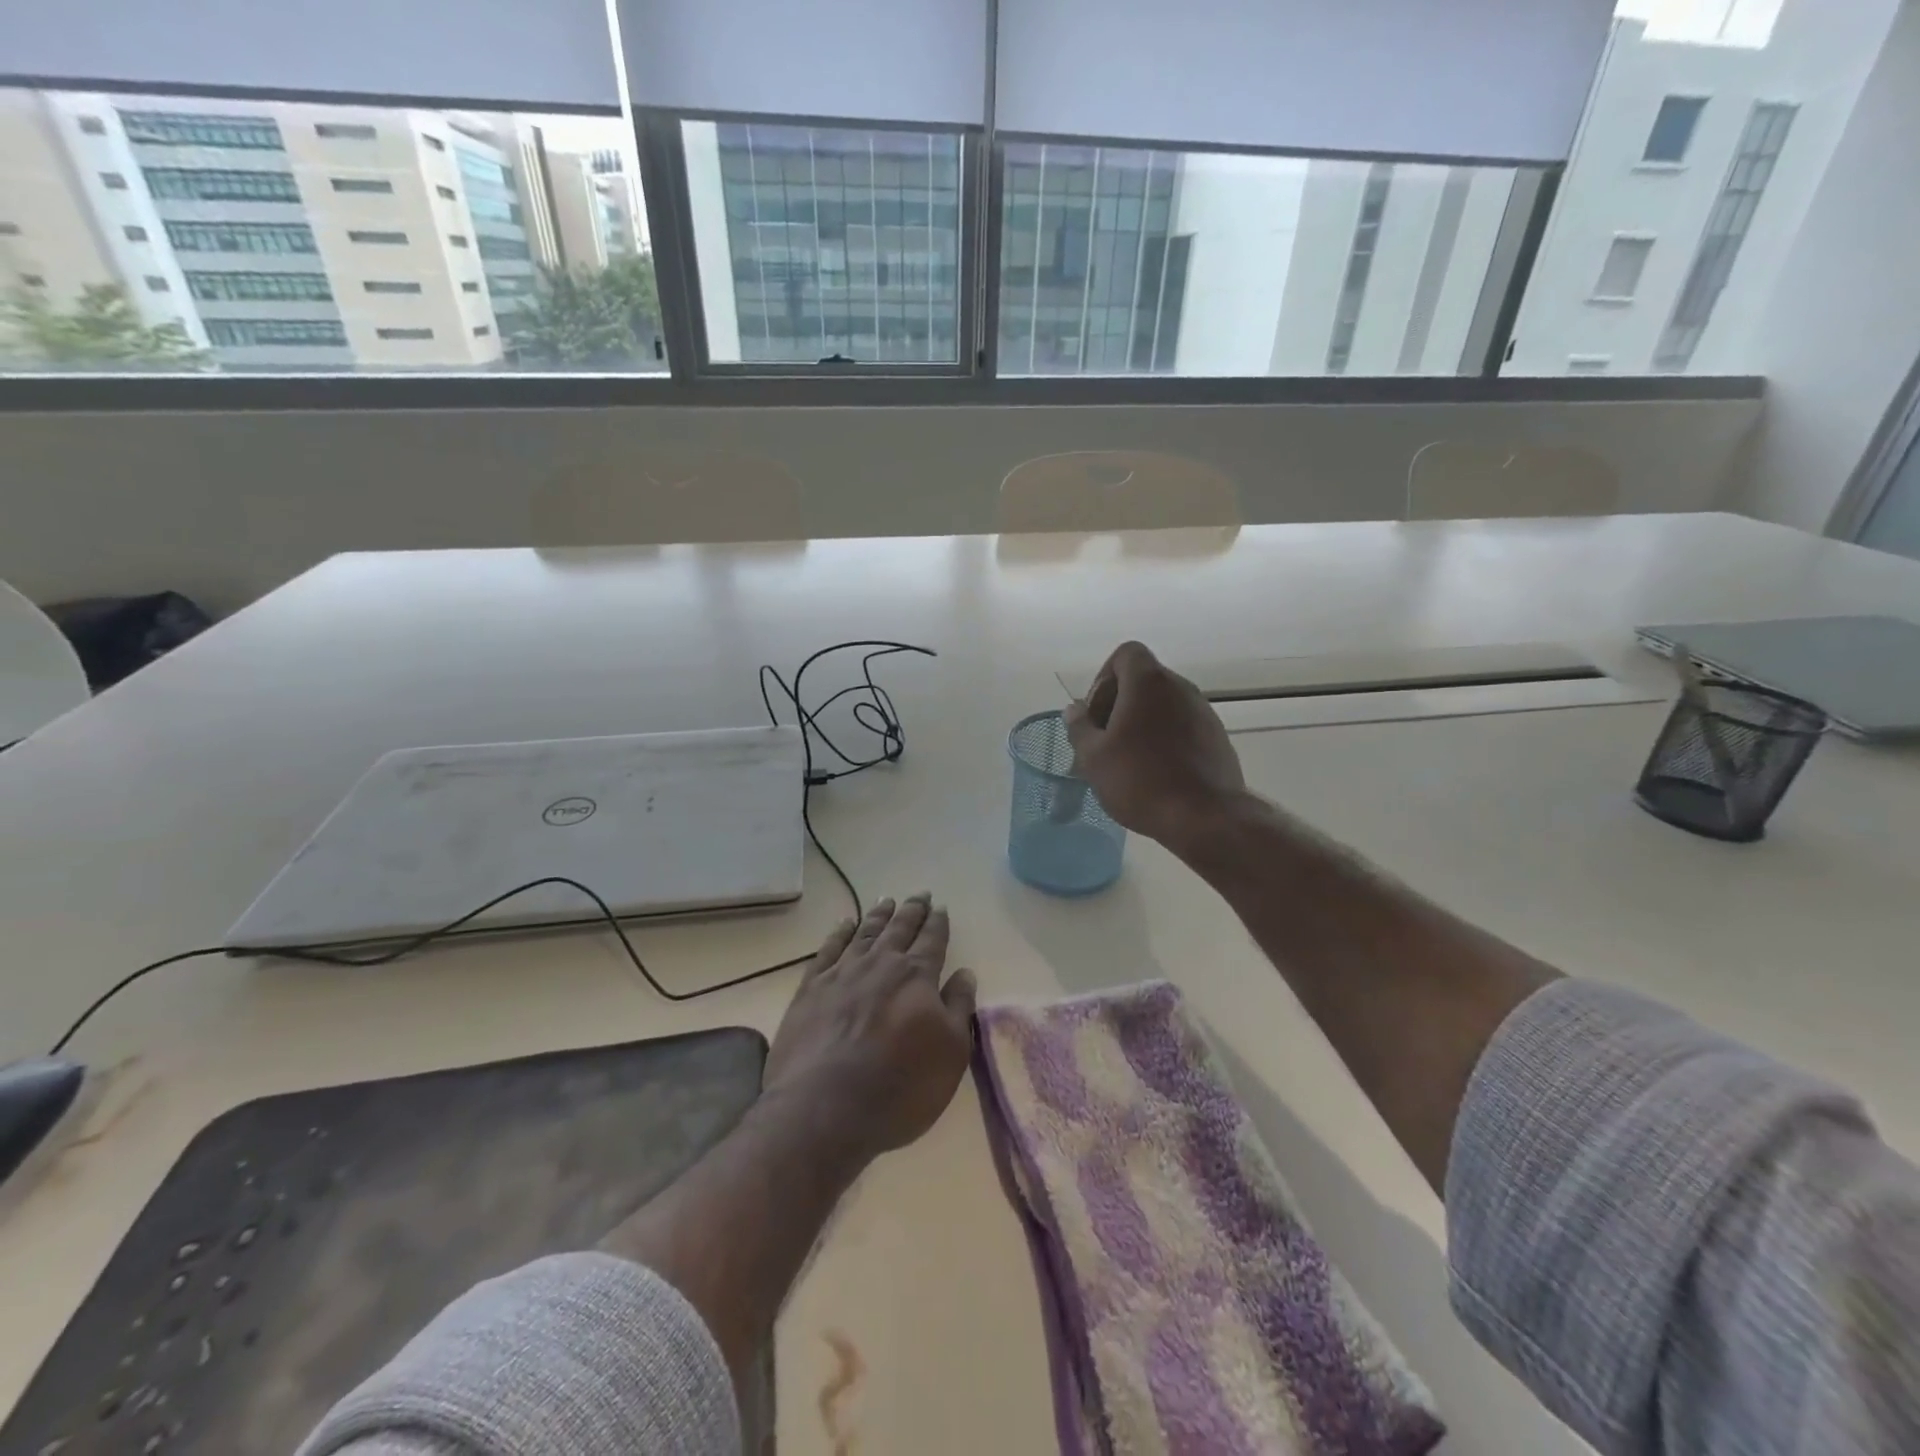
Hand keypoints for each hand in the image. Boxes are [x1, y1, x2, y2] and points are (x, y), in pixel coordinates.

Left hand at [762, 894, 976, 1165]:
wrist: (824, 1108)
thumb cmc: (900, 1086)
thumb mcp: (950, 1053)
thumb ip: (958, 1008)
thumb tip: (965, 973)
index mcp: (917, 976)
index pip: (932, 940)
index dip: (938, 923)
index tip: (941, 907)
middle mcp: (880, 964)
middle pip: (899, 928)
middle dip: (912, 910)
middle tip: (920, 894)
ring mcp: (842, 973)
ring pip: (865, 932)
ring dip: (878, 915)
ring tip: (886, 900)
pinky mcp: (810, 989)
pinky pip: (828, 949)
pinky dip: (839, 933)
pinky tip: (844, 924)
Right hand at [1065, 641, 1246, 848]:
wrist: (1204, 817)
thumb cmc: (1140, 780)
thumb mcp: (1093, 757)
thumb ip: (1079, 727)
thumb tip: (1075, 710)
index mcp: (1149, 683)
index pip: (1126, 654)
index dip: (1104, 679)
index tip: (1096, 715)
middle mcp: (1181, 688)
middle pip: (1143, 680)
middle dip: (1119, 705)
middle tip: (1104, 742)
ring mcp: (1204, 712)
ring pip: (1163, 706)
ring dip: (1141, 724)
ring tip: (1127, 762)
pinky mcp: (1217, 738)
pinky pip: (1182, 727)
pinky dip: (1164, 740)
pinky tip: (1154, 774)